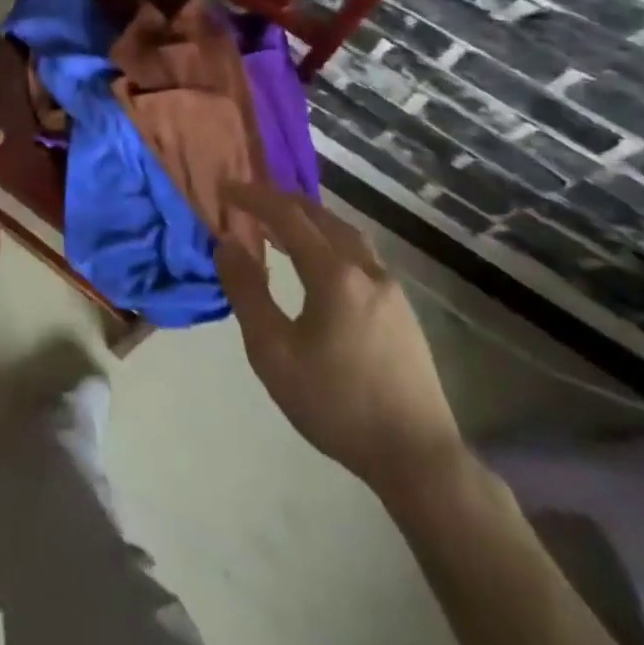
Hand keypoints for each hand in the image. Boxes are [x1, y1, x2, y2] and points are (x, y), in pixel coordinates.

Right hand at [216, 182, 465, 501]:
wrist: (417, 457)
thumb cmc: (336, 404)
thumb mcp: (273, 353)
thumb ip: (247, 292)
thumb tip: (227, 244)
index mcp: (334, 273)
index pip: (287, 216)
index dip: (254, 196)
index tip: (226, 187)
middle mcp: (366, 268)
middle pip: (320, 216)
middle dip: (282, 201)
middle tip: (249, 200)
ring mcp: (390, 288)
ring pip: (345, 233)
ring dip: (309, 220)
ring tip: (281, 226)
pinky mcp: (402, 310)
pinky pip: (359, 254)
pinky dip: (330, 241)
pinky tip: (320, 264)